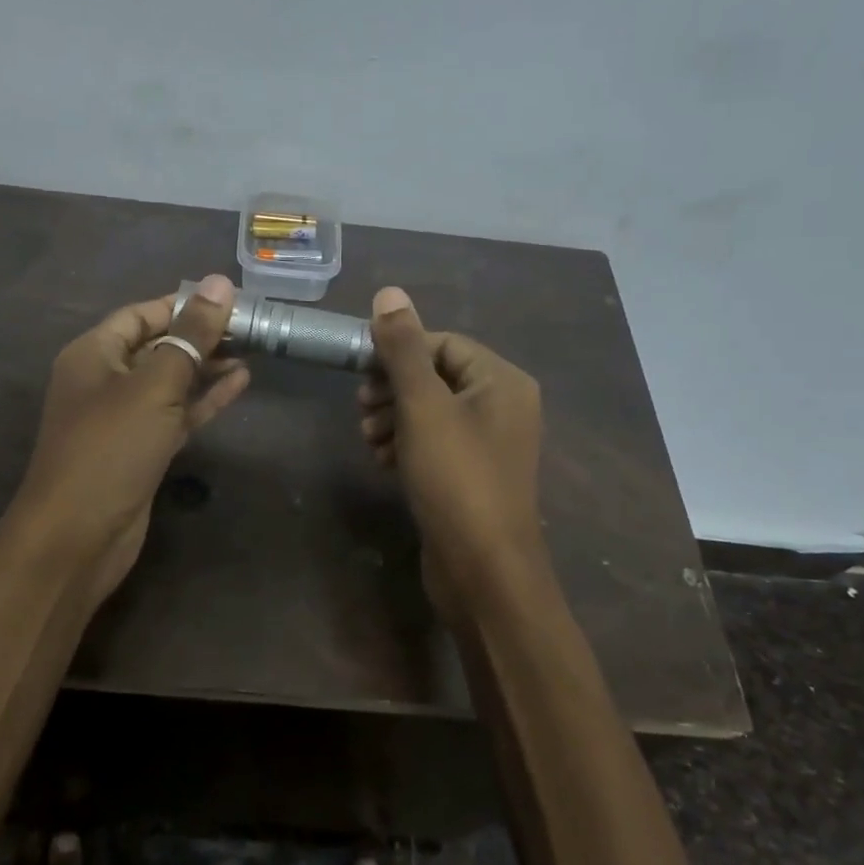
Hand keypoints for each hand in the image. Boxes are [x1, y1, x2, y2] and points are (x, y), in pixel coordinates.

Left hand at [9, 274, 248, 613]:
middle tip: (251, 325)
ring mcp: (124, 418)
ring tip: (252, 349)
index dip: (183, 304)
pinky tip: (241, 383)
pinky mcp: (142, 449)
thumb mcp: (154, 385)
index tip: (229, 299)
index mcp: (94, 354)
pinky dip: (205, 399)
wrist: (78, 536)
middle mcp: (105, 380)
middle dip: (201, 335)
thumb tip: (219, 283)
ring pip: (171, 380)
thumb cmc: (111, 448)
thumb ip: (190, 336)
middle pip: (158, 345)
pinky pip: (177, 413)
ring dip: (207, 366)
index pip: (142, 314)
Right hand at [357, 287, 545, 609]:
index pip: (443, 343)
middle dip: (393, 389)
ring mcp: (489, 445)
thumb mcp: (423, 406)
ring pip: (432, 412)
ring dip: (394, 418)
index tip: (360, 372)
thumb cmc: (456, 478)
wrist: (483, 571)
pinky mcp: (472, 476)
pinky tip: (383, 461)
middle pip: (437, 376)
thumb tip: (389, 293)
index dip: (399, 352)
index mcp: (501, 381)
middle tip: (362, 408)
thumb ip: (403, 349)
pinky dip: (407, 445)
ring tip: (369, 439)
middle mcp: (503, 406)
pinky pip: (436, 444)